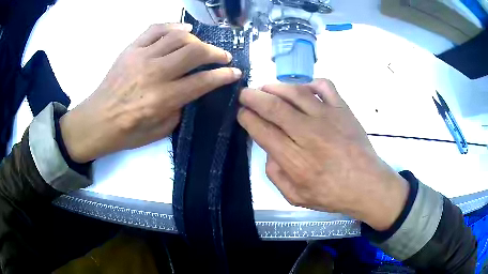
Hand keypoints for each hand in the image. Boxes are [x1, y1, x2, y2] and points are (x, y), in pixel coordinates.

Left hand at [60, 23, 241, 162]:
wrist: (97, 121)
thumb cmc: (127, 132)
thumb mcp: (159, 131)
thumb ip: (180, 108)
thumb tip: (190, 90)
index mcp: (163, 99)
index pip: (202, 81)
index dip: (223, 75)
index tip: (235, 72)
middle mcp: (155, 73)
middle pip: (194, 52)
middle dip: (215, 52)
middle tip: (223, 56)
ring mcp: (141, 57)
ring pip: (178, 37)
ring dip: (197, 40)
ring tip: (201, 46)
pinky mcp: (131, 49)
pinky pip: (156, 28)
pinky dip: (173, 26)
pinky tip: (182, 30)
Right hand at [237, 79, 408, 230]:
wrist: (367, 185)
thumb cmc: (332, 194)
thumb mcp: (296, 197)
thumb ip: (275, 175)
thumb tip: (268, 149)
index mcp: (294, 159)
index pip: (262, 130)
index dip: (246, 118)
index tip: (241, 113)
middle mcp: (308, 134)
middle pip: (273, 107)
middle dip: (252, 97)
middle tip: (244, 94)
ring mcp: (328, 117)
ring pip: (295, 92)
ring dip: (275, 87)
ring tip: (266, 88)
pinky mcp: (343, 109)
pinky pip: (325, 86)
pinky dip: (310, 83)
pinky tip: (304, 90)